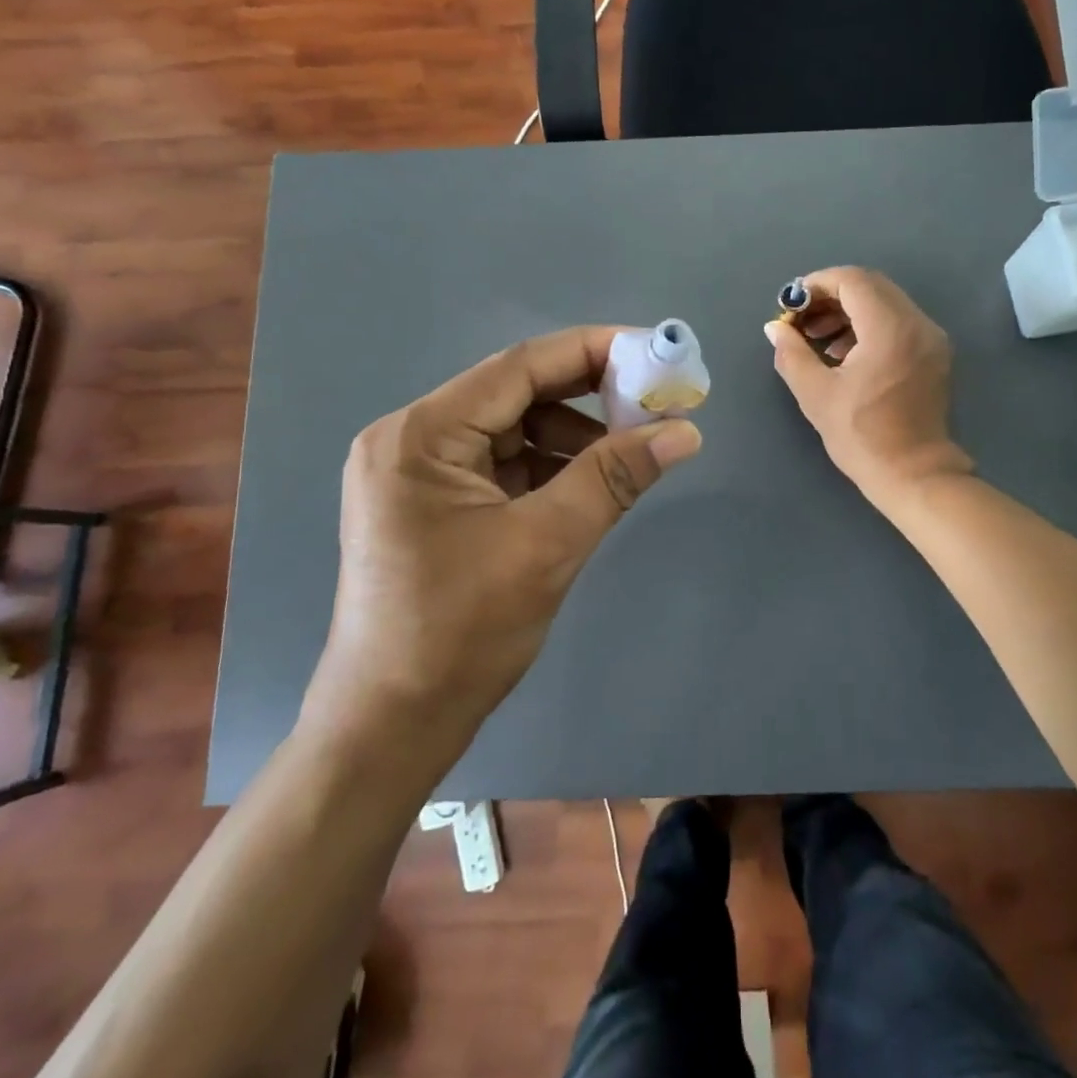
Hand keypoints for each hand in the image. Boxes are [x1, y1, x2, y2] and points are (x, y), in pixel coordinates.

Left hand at [302, 328, 702, 751]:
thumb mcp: (548, 544)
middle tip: (654, 403)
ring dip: (571, 437)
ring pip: (511, 431)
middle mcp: (410, 440)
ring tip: (628, 453)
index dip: (592, 351)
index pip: (519, 367)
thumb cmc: (460, 632)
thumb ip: (615, 476)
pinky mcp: (430, 504)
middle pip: (514, 395)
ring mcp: (416, 473)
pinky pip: (501, 465)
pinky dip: (547, 468)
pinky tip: (588, 483)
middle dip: (587, 397)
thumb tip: (685, 432)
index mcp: (421, 435)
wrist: (391, 726)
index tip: (654, 351)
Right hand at [765, 267, 971, 503]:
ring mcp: (930, 338)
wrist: (914, 474)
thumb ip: (792, 353)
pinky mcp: (934, 354)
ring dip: (849, 311)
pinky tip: (845, 353)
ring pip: (885, 303)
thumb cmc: (862, 436)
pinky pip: (898, 322)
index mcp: (890, 329)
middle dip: (831, 296)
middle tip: (802, 321)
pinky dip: (869, 326)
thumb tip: (775, 328)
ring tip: (818, 340)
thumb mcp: (816, 394)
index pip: (852, 280)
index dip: (817, 284)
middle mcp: (917, 323)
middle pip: (870, 286)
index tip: (791, 305)